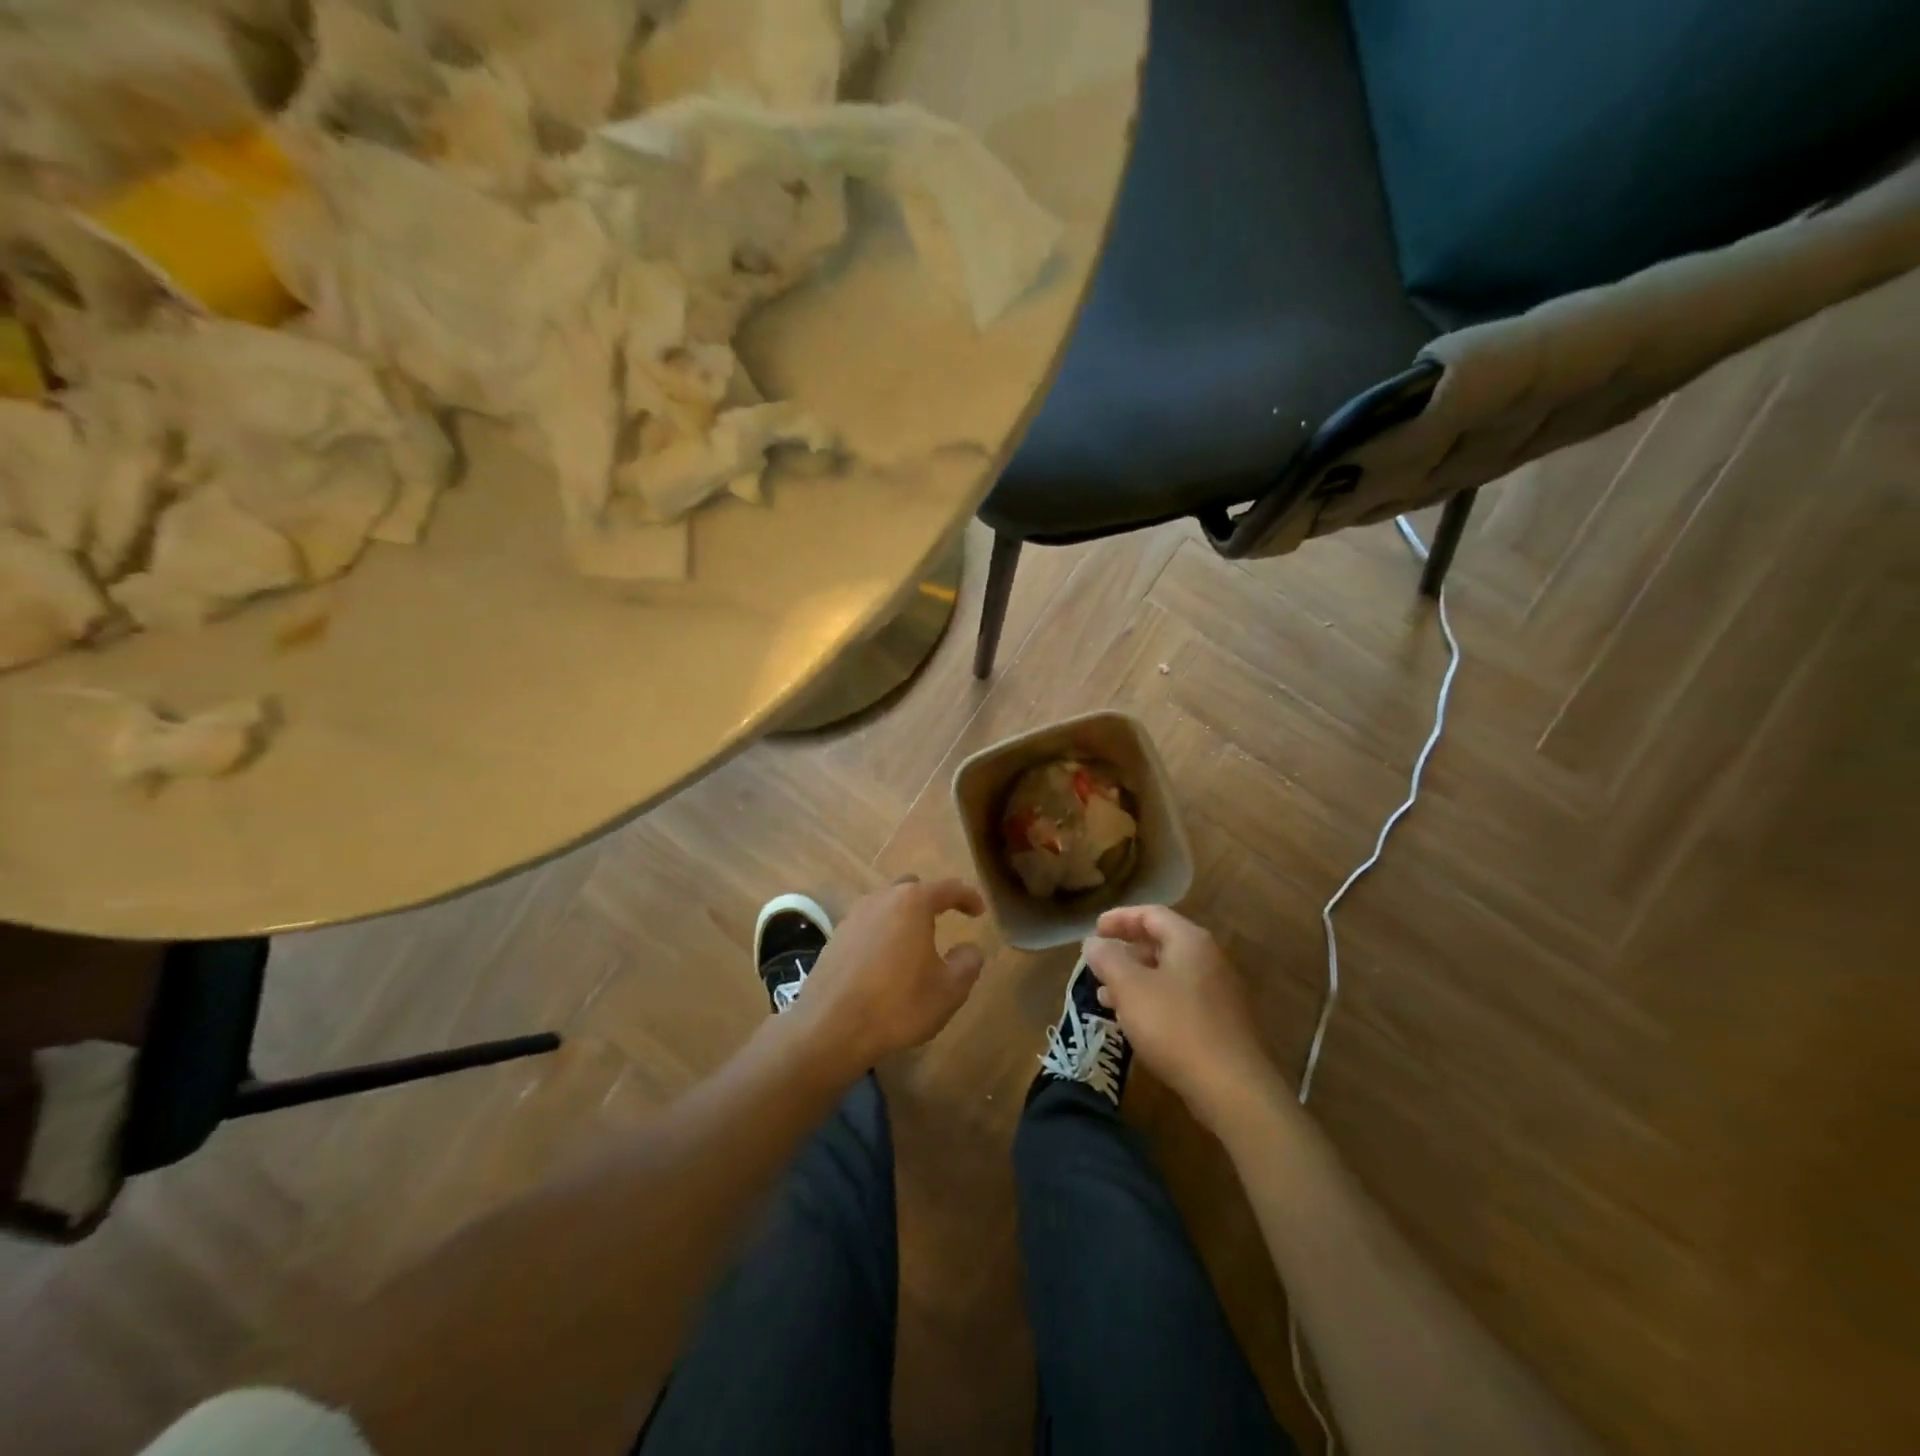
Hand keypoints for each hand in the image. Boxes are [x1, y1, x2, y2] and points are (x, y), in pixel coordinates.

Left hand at [790, 878, 986, 1074]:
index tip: (980, 911)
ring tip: (915, 946)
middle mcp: (881, 899)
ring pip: (886, 905)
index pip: (948, 888)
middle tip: (945, 922)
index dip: (968, 897)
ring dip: (903, 919)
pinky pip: (867, 926)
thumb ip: (967, 962)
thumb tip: (969, 948)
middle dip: (931, 901)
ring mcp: (853, 916)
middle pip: (912, 888)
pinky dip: (882, 935)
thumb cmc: (898, 1004)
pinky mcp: (835, 938)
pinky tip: (886, 963)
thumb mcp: (949, 990)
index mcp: (912, 902)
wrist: (830, 1027)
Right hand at [1082, 905, 1277, 1128]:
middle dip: (1126, 951)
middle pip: (1161, 942)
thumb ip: (1108, 959)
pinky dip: (1152, 1001)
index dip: (1119, 918)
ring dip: (1135, 980)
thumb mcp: (1130, 988)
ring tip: (1104, 997)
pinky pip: (1179, 999)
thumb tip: (1093, 942)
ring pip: (1168, 974)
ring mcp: (1218, 992)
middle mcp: (1208, 959)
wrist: (1233, 1088)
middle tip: (1098, 963)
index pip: (1151, 914)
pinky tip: (1134, 1022)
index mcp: (1189, 941)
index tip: (1094, 930)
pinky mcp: (1220, 1023)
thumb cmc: (1175, 1026)